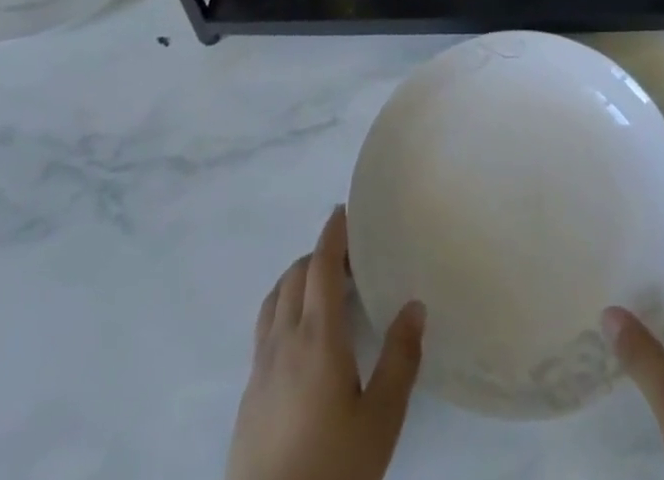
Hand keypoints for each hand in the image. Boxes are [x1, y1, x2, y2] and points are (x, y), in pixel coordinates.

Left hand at [227, 206, 425, 479]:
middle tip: (352, 257)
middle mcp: (283, 341)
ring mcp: (260, 368)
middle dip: (320, 254)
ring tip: (326, 288)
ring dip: (298, 278)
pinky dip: (285, 308)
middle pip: (295, 276)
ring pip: (275, 300)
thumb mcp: (380, 420)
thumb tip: (415, 305)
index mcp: (316, 338)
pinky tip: (303, 336)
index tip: (345, 211)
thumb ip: (400, 359)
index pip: (320, 266)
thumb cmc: (332, 469)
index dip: (332, 234)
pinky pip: (265, 329)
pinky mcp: (248, 396)